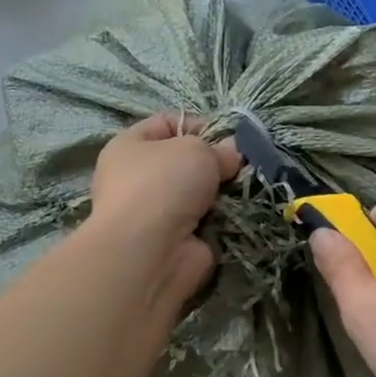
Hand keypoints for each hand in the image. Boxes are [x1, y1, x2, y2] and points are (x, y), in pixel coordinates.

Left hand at [87, 114, 241, 304]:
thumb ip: (219, 148)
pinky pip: (208, 221)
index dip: (199, 124)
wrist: (150, 252)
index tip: (229, 136)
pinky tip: (241, 212)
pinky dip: (224, 218)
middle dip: (216, 162)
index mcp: (130, 147)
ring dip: (222, 192)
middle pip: (186, 161)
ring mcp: (157, 213)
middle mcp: (138, 178)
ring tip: (245, 187)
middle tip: (241, 165)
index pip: (167, 123)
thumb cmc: (163, 184)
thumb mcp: (196, 149)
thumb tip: (232, 153)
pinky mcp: (177, 241)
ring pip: (200, 193)